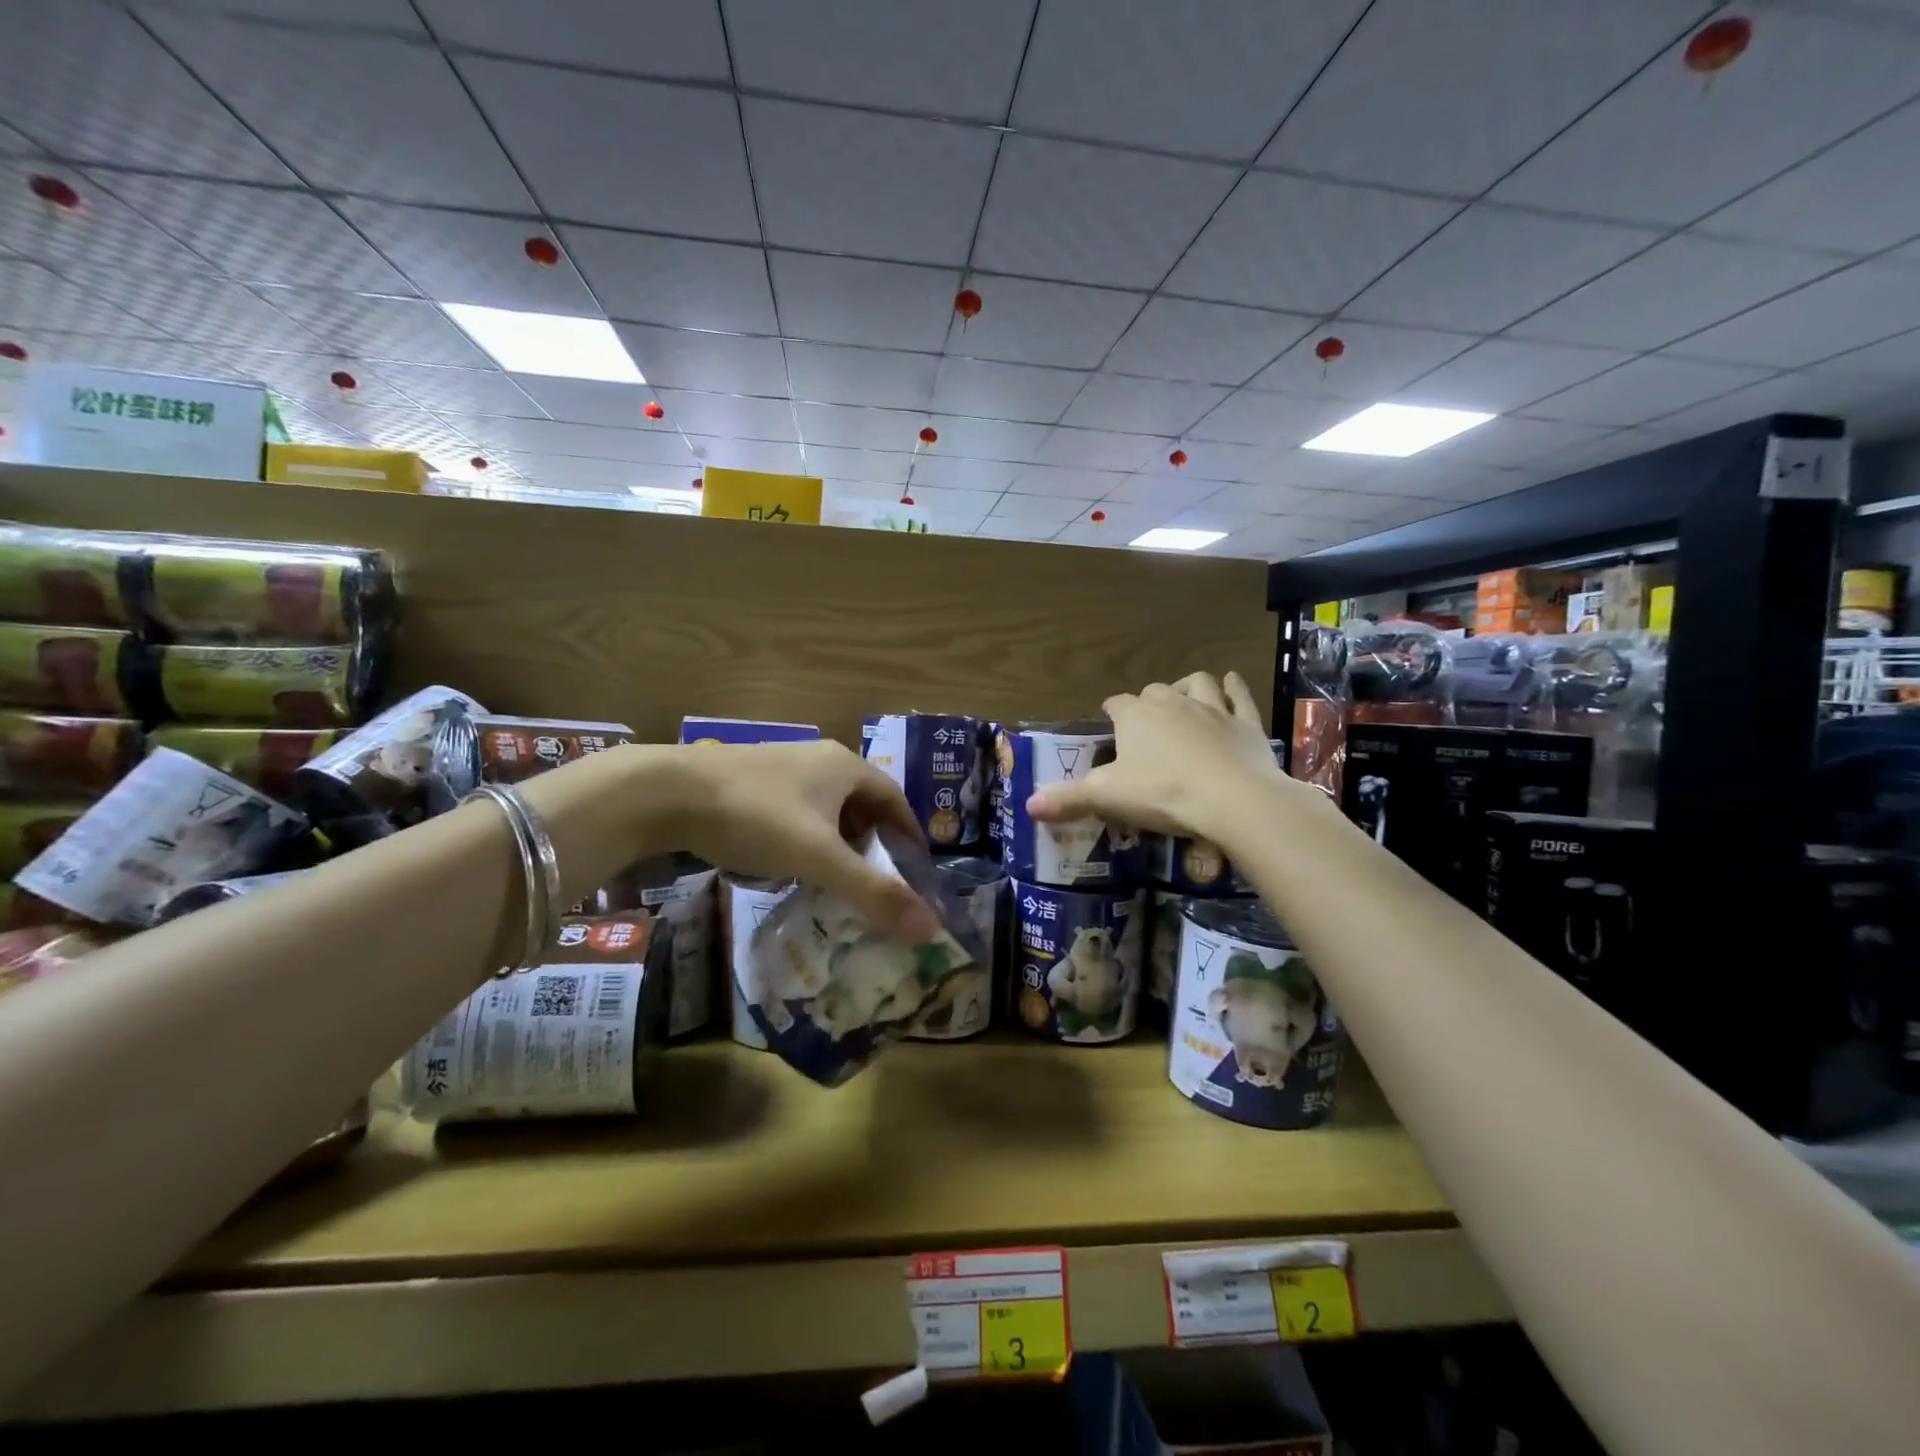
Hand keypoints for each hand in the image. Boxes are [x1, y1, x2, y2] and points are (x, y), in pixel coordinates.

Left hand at [669, 741, 942, 942]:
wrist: (666, 792)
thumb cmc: (755, 817)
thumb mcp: (819, 857)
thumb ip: (873, 892)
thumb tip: (931, 928)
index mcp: (845, 766)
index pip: (896, 800)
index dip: (911, 836)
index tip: (916, 873)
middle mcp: (820, 759)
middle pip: (863, 804)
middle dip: (875, 844)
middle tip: (878, 884)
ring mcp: (783, 768)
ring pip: (827, 809)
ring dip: (839, 844)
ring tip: (838, 882)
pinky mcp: (752, 781)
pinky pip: (797, 813)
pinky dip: (808, 840)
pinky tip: (792, 866)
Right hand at [1026, 671, 1291, 844]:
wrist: (1235, 799)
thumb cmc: (1163, 794)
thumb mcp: (1108, 798)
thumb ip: (1068, 799)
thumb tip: (1029, 805)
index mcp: (1135, 716)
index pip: (1116, 704)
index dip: (1110, 713)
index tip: (1108, 727)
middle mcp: (1172, 702)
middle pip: (1154, 691)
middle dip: (1147, 703)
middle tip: (1144, 728)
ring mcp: (1213, 709)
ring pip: (1198, 683)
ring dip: (1188, 687)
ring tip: (1183, 700)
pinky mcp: (1246, 723)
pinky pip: (1239, 695)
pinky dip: (1234, 687)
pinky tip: (1231, 682)